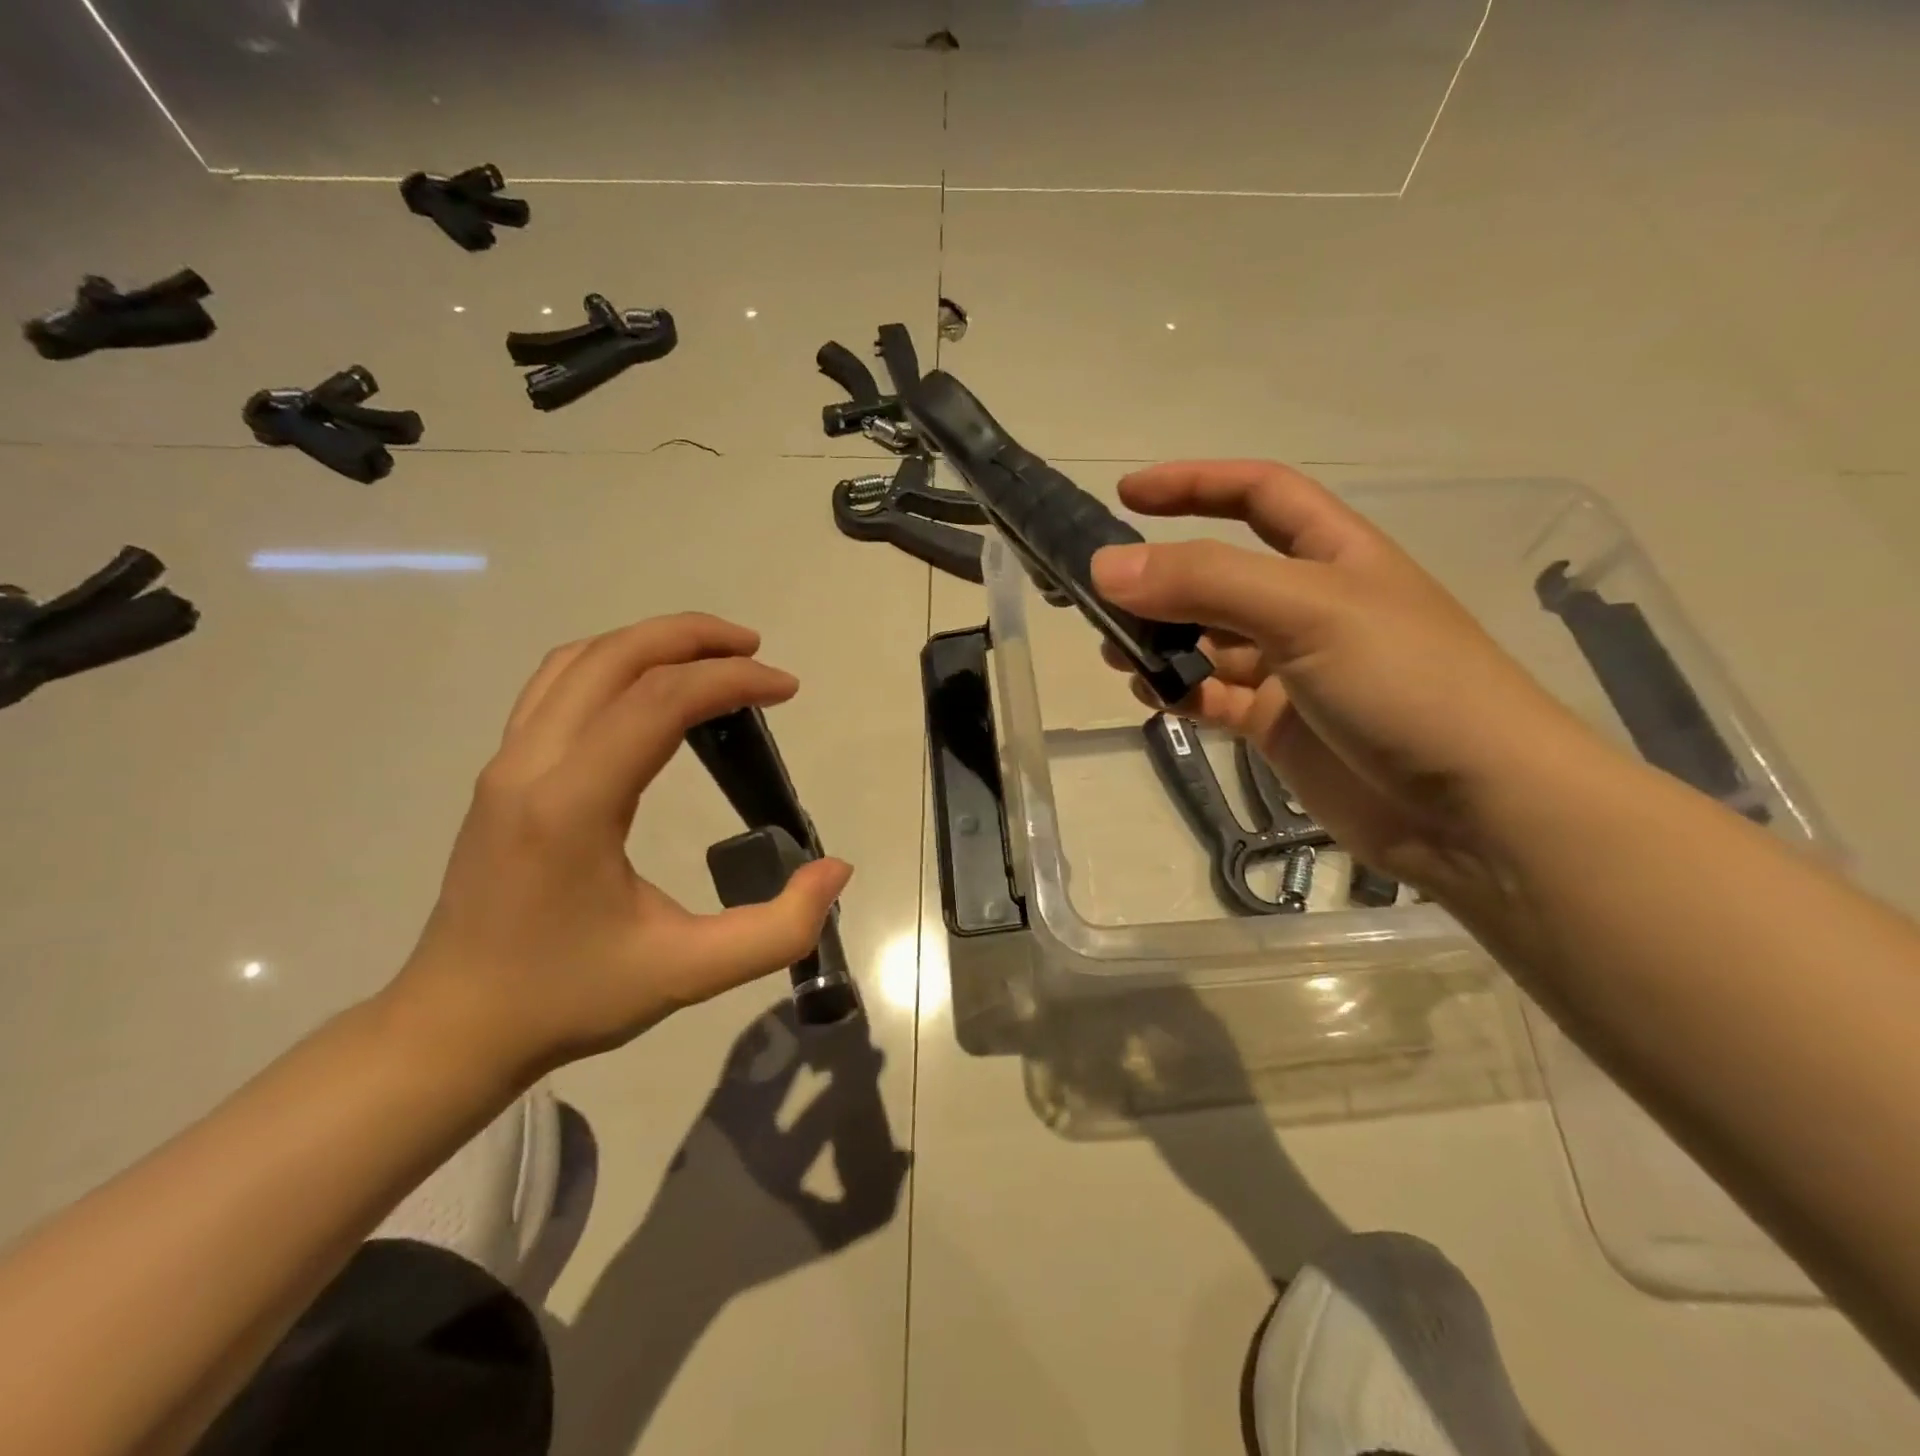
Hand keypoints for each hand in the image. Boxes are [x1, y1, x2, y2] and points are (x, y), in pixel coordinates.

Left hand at [389, 614, 851, 1082]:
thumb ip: (777, 928)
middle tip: (755, 650)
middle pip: (615, 658)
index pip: (659, 702)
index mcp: (573, 806)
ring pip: (578, 662)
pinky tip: (649, 690)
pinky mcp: (501, 775)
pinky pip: (556, 688)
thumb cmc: (568, 997)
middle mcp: (530, 766)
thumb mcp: (688, 975)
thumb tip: (836, 870)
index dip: (731, 680)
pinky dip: (613, 665)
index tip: (786, 689)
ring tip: (712, 656)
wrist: (452, 1028)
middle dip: (693, 637)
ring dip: (650, 643)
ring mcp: (506, 765)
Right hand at [1091, 461, 1609, 900]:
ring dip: (1161, 640)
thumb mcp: (1307, 611)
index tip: (1126, 496)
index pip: (1257, 494)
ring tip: (1116, 652)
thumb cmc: (1404, 683)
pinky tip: (1152, 696)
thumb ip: (1205, 582)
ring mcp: (1293, 670)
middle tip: (1100, 597)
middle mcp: (1309, 606)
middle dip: (1161, 578)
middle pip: (1219, 574)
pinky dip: (1179, 692)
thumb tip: (1105, 567)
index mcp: (1333, 555)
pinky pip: (1214, 697)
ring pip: (1208, 641)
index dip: (1194, 485)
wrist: (1474, 809)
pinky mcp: (1279, 726)